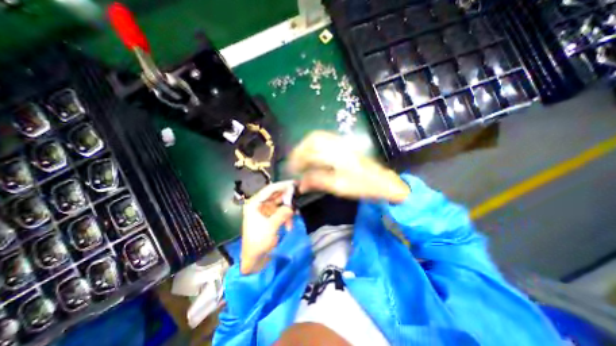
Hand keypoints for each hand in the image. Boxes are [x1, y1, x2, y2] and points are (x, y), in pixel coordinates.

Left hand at [240, 182, 294, 273]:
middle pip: (275, 195)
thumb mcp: (271, 227)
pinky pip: (281, 212)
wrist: (254, 259)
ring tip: (295, 214)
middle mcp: (259, 204)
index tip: (293, 183)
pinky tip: (290, 224)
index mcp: (255, 204)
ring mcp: (265, 211)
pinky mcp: (270, 217)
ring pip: (280, 204)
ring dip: (288, 208)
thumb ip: (282, 214)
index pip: (269, 189)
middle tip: (298, 195)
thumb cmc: (258, 242)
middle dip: (287, 197)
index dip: (282, 185)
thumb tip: (292, 207)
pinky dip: (286, 216)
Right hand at [287, 131, 407, 202]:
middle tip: (294, 162)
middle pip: (313, 139)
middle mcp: (338, 145)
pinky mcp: (344, 144)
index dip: (298, 160)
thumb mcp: (339, 187)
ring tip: (301, 158)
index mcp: (337, 156)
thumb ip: (317, 182)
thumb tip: (300, 184)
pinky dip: (314, 144)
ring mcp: (341, 143)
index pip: (311, 153)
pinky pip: (324, 138)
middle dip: (299, 149)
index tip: (291, 169)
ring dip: (306, 145)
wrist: (383, 181)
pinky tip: (312, 154)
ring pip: (318, 136)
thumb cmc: (362, 186)